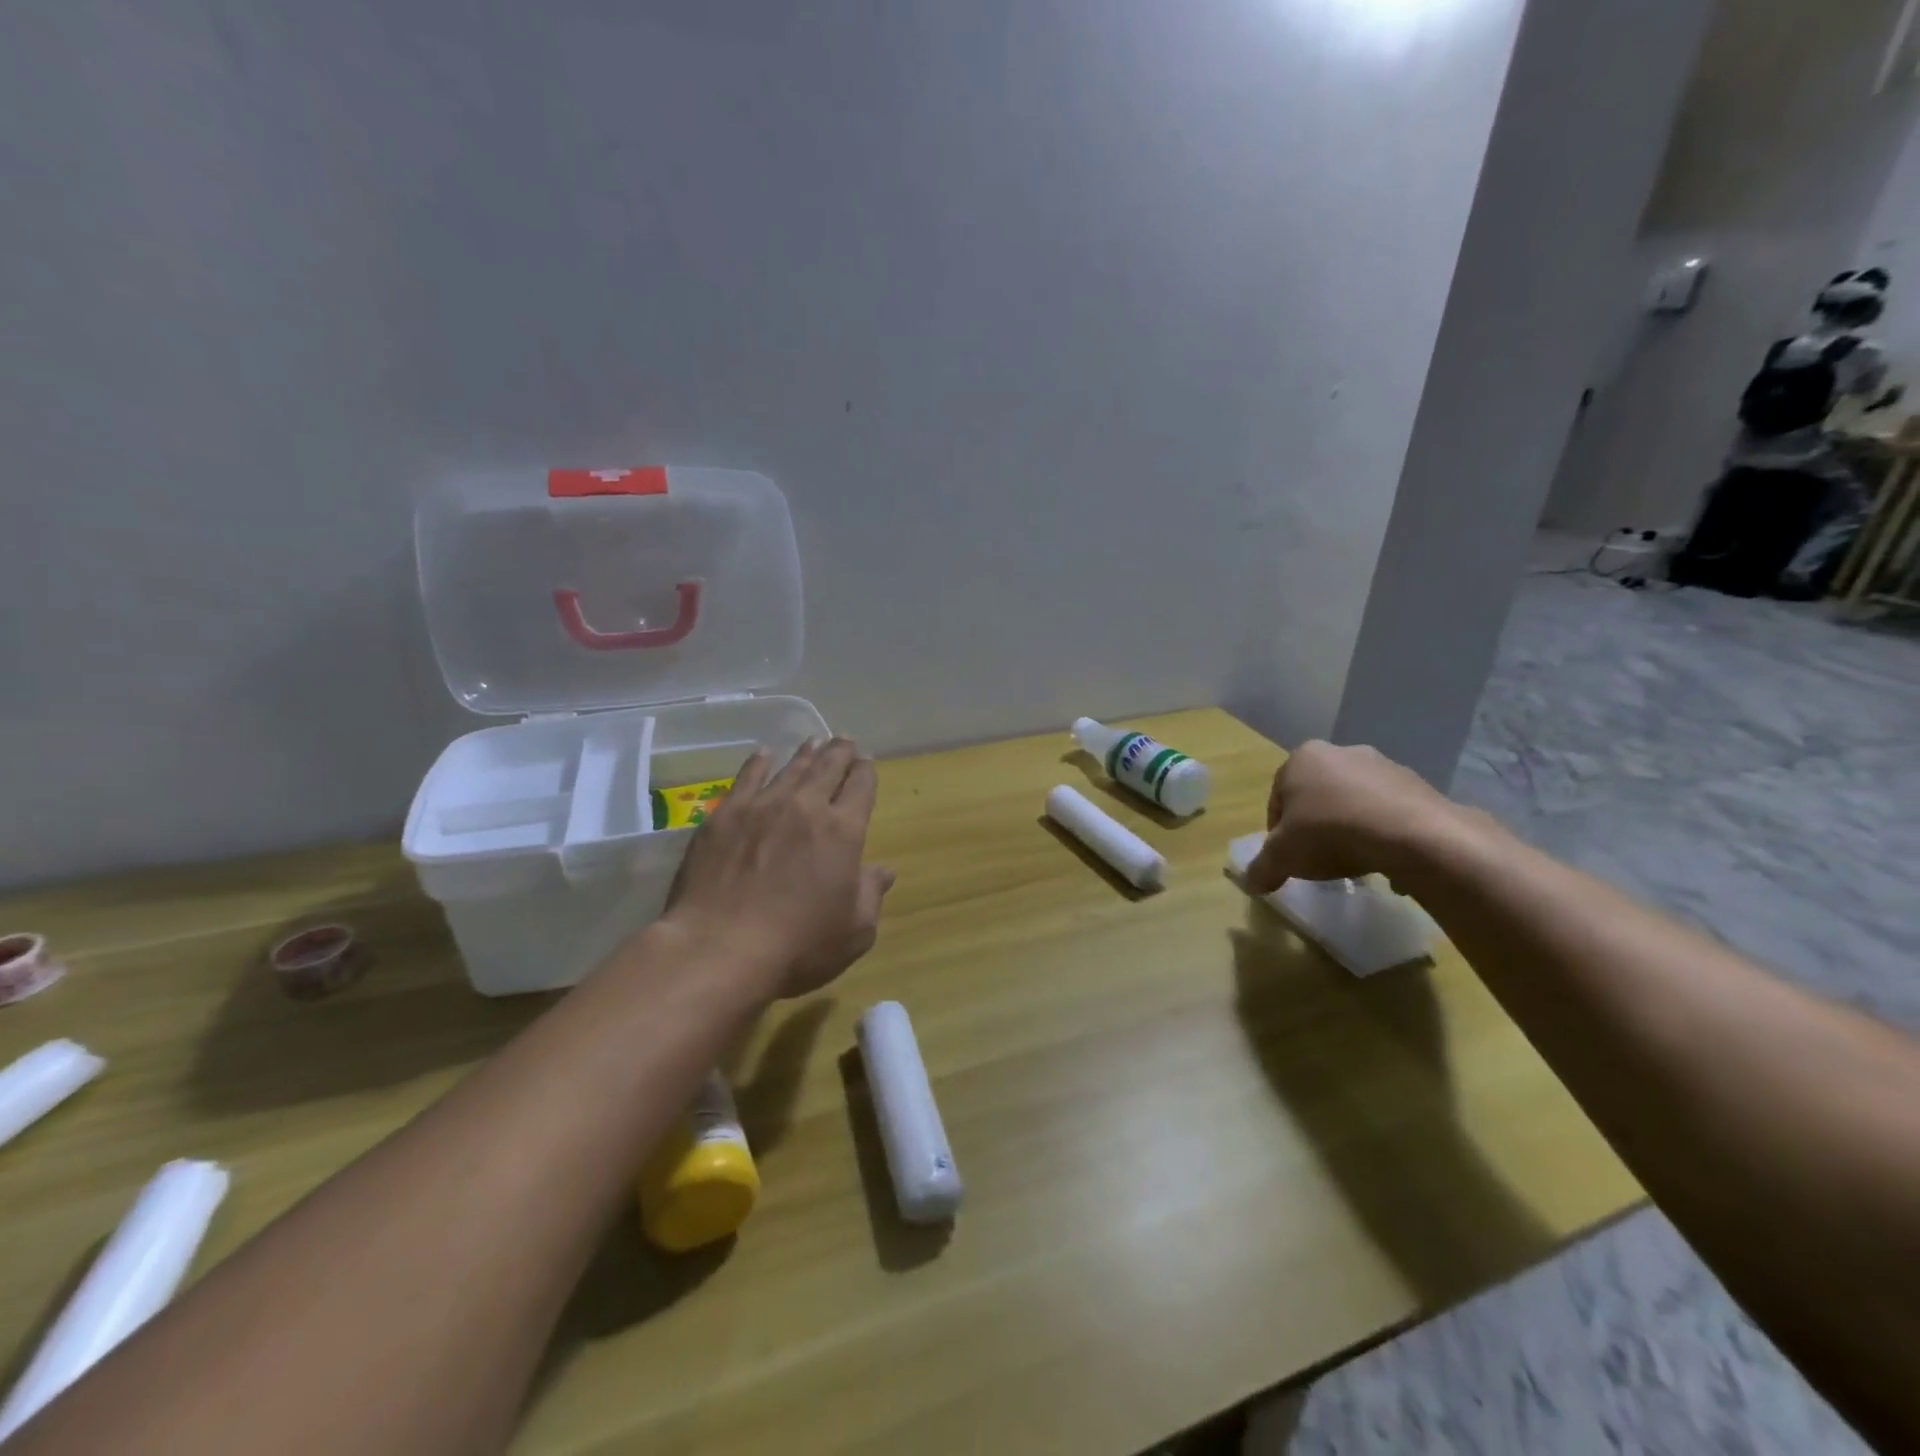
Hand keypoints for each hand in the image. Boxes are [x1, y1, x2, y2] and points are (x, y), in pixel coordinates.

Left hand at [663, 738, 894, 998]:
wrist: (720, 948)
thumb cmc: (798, 946)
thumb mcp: (854, 931)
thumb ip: (871, 894)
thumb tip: (883, 870)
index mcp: (844, 831)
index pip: (861, 787)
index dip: (865, 771)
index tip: (866, 762)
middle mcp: (806, 807)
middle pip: (828, 767)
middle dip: (840, 752)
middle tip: (844, 740)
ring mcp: (762, 806)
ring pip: (791, 768)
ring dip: (806, 753)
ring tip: (814, 740)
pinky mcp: (724, 815)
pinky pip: (746, 777)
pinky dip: (759, 762)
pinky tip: (764, 754)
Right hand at [1244, 740, 1468, 893]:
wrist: (1412, 835)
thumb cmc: (1330, 833)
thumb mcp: (1283, 857)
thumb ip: (1262, 868)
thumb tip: (1251, 883)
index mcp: (1302, 759)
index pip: (1277, 798)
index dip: (1277, 832)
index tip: (1287, 857)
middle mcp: (1340, 752)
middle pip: (1317, 797)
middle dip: (1316, 826)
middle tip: (1318, 858)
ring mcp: (1383, 765)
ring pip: (1354, 802)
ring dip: (1350, 828)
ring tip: (1355, 862)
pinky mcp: (1417, 783)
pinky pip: (1389, 811)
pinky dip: (1383, 832)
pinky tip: (1385, 859)